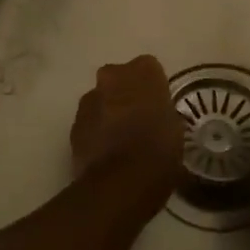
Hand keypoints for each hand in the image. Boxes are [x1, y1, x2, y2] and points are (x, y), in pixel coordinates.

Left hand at [70, 55, 184, 184]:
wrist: (120, 182)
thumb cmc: (158, 150)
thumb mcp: (175, 128)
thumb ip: (163, 112)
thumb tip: (157, 117)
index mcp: (143, 72)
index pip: (149, 67)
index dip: (153, 86)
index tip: (158, 104)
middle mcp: (112, 77)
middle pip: (119, 78)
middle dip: (126, 93)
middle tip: (139, 118)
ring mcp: (89, 100)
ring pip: (101, 99)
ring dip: (109, 111)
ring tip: (122, 138)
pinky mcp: (74, 125)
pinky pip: (89, 121)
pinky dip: (96, 131)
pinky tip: (107, 151)